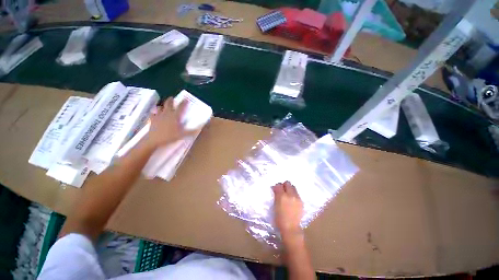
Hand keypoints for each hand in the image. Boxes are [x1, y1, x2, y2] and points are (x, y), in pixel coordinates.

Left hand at [146, 97, 196, 147]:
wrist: (154, 139)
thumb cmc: (169, 137)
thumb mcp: (182, 135)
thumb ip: (191, 131)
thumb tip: (200, 127)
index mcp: (175, 115)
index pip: (181, 106)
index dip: (184, 102)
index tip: (186, 99)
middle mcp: (167, 112)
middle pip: (169, 102)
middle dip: (171, 100)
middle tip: (172, 99)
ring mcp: (159, 115)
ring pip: (160, 106)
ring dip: (162, 106)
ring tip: (163, 106)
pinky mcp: (153, 119)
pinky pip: (152, 113)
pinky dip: (153, 112)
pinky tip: (154, 113)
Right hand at [273, 181, 303, 238]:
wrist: (290, 227)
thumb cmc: (279, 219)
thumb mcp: (274, 208)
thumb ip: (276, 198)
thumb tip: (277, 193)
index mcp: (281, 196)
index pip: (278, 185)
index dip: (276, 187)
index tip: (274, 190)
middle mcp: (290, 195)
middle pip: (288, 183)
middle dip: (284, 186)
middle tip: (281, 191)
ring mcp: (297, 198)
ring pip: (294, 188)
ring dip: (290, 189)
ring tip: (287, 196)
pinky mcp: (301, 202)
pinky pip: (297, 194)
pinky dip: (294, 195)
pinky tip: (292, 201)